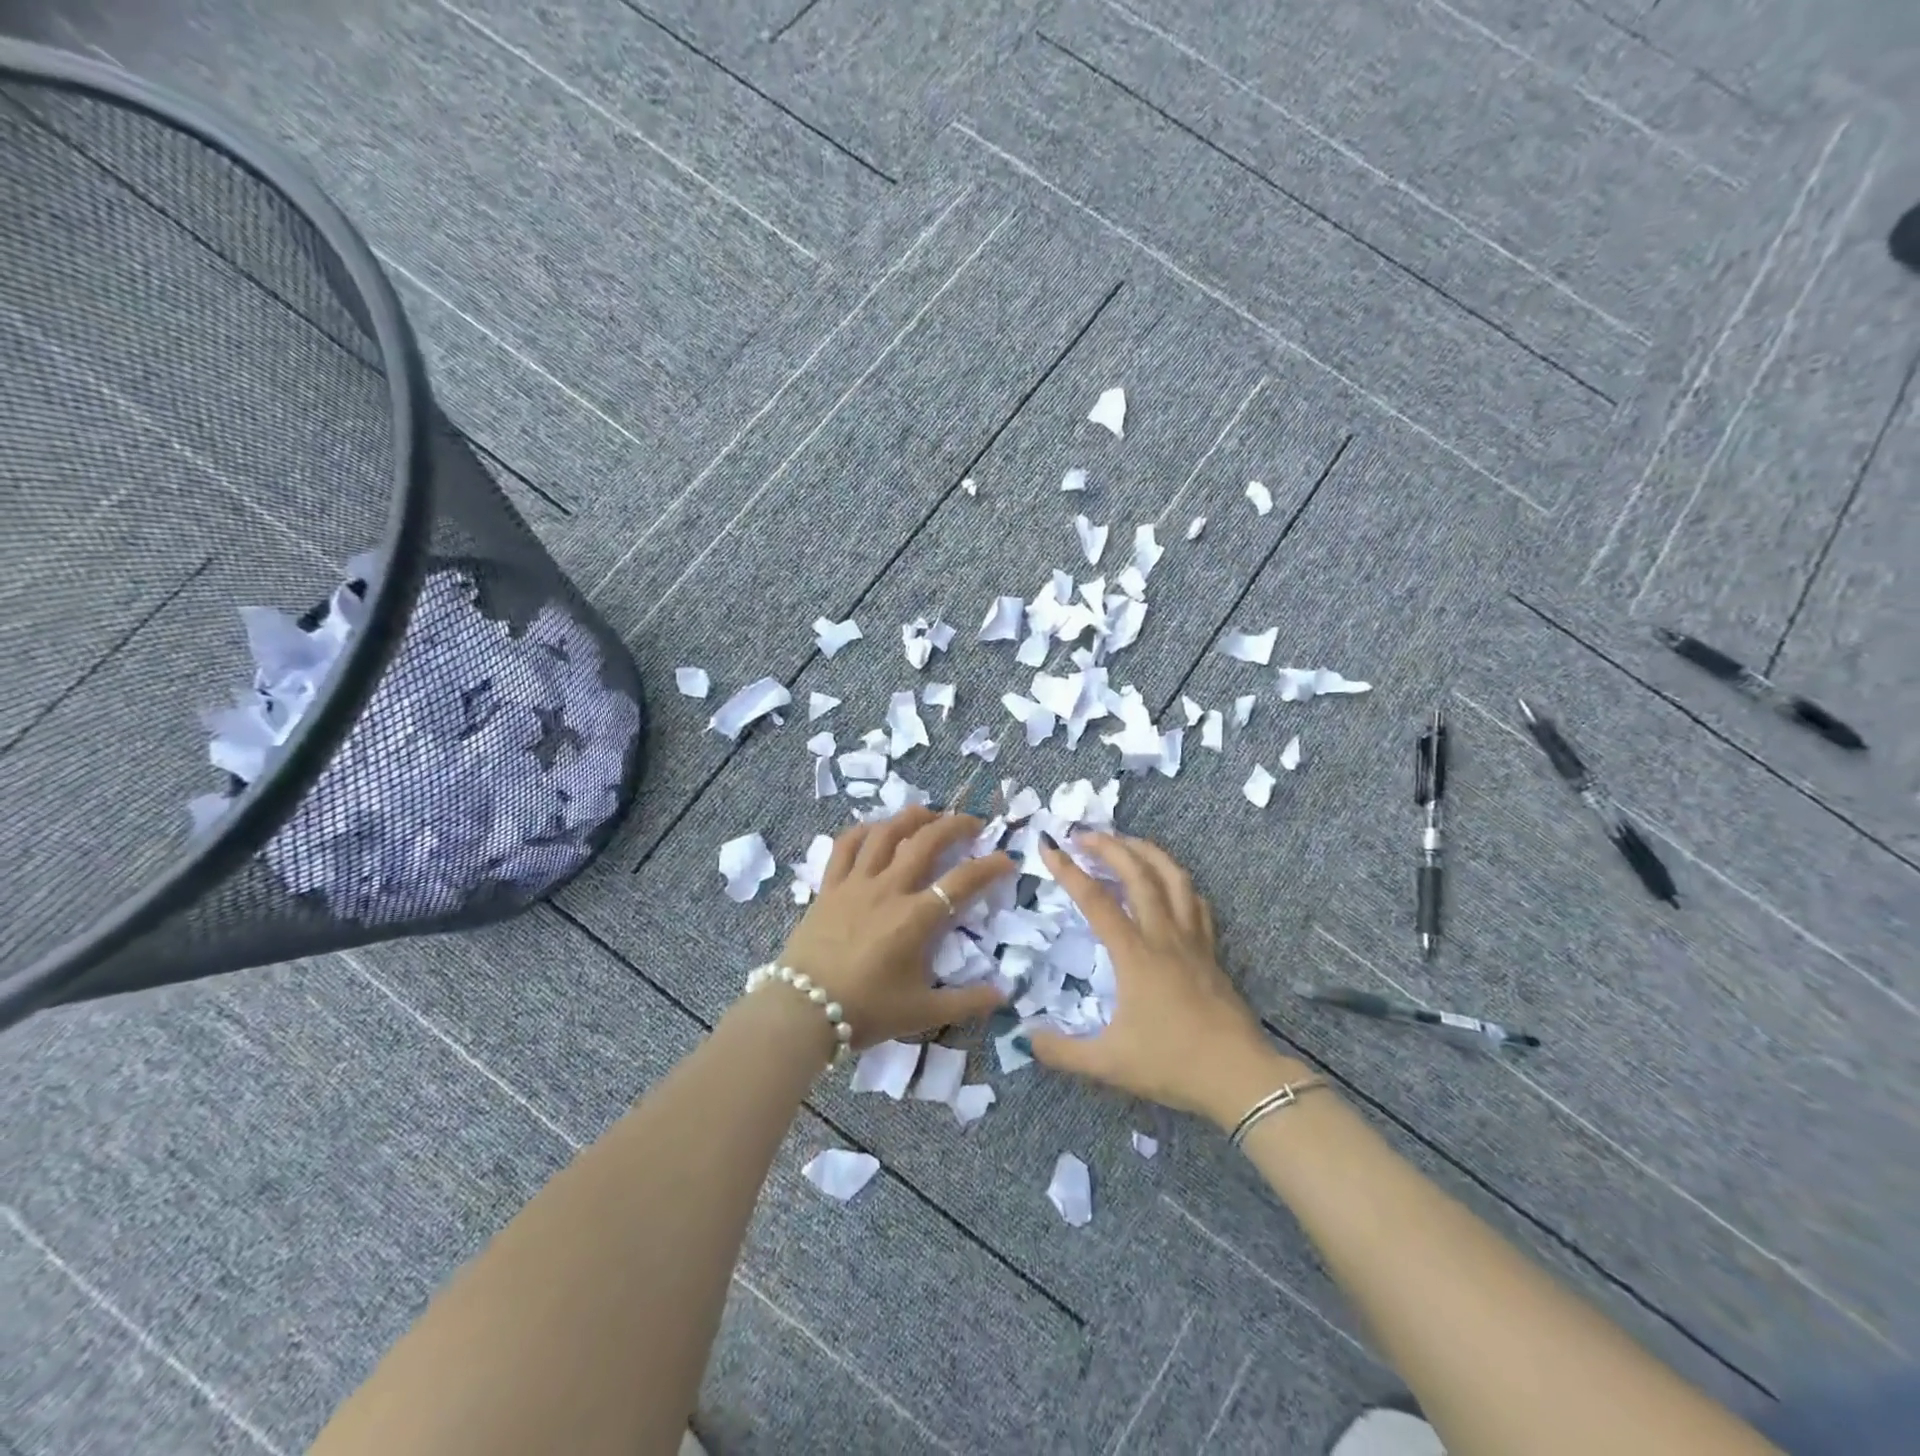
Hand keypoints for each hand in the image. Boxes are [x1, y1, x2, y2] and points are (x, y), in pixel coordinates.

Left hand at [777, 807, 1013, 1046]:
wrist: (802, 1012)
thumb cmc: (865, 1011)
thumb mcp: (922, 1013)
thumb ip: (967, 1002)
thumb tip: (1004, 994)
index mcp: (915, 918)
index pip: (962, 881)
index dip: (990, 866)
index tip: (1007, 860)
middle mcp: (888, 890)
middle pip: (926, 841)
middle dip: (955, 825)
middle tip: (972, 823)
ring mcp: (856, 884)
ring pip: (886, 833)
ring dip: (911, 817)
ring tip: (929, 814)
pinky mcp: (829, 886)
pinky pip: (846, 846)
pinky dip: (864, 830)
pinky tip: (876, 828)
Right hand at [1031, 833, 1303, 1126]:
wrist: (1239, 1077)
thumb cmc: (1172, 1064)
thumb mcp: (1108, 1064)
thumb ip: (1062, 1051)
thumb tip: (1025, 1037)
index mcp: (1135, 955)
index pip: (1096, 900)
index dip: (1069, 871)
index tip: (1049, 848)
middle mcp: (1163, 936)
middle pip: (1138, 874)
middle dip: (1109, 846)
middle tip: (1083, 835)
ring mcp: (1192, 940)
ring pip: (1173, 878)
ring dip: (1147, 852)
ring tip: (1126, 842)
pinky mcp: (1211, 951)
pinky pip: (1196, 901)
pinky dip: (1178, 881)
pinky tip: (1169, 882)